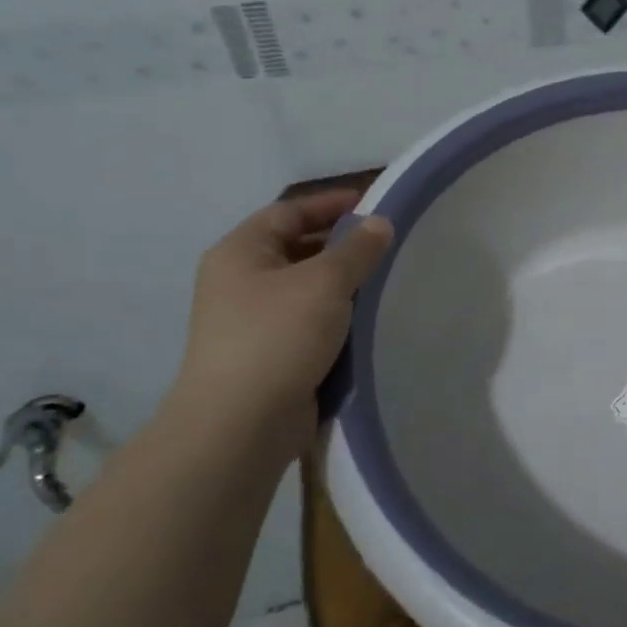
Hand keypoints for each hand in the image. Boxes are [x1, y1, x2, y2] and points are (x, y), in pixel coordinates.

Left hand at [168, 190, 393, 452]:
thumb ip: (358, 249)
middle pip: (296, 247)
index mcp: (241, 252)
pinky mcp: (268, 352)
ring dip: (342, 281)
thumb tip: (380, 223)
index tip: (374, 203)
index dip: (331, 204)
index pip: (289, 211)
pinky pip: (307, 319)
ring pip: (305, 286)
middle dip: (341, 243)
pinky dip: (336, 313)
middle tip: (387, 244)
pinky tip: (366, 318)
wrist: (241, 423)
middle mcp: (239, 280)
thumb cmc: (278, 337)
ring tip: (385, 279)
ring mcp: (251, 319)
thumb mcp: (325, 282)